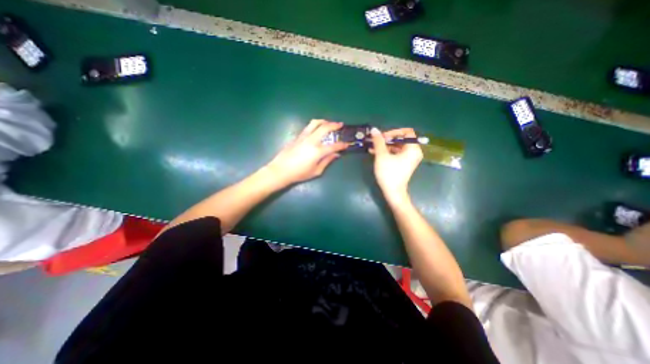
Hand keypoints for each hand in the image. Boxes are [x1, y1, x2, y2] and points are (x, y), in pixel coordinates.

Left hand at [263, 119, 347, 186]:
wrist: (281, 170)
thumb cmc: (299, 173)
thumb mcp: (316, 171)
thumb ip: (327, 161)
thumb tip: (336, 155)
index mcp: (318, 151)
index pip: (334, 146)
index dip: (342, 145)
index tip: (347, 144)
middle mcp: (311, 141)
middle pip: (325, 128)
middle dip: (334, 125)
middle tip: (340, 124)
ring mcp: (303, 137)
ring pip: (315, 123)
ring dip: (324, 121)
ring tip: (328, 123)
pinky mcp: (297, 136)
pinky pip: (308, 127)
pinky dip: (315, 126)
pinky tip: (317, 130)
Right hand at [368, 126, 424, 200]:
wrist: (393, 192)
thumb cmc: (389, 173)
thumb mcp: (382, 156)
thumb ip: (378, 141)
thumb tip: (374, 129)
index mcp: (413, 148)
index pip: (406, 132)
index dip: (393, 132)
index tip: (382, 137)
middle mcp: (414, 152)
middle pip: (401, 139)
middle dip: (387, 139)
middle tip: (375, 141)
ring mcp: (409, 159)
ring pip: (397, 147)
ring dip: (385, 146)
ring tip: (372, 147)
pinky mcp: (404, 164)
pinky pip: (396, 154)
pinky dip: (387, 152)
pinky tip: (375, 153)